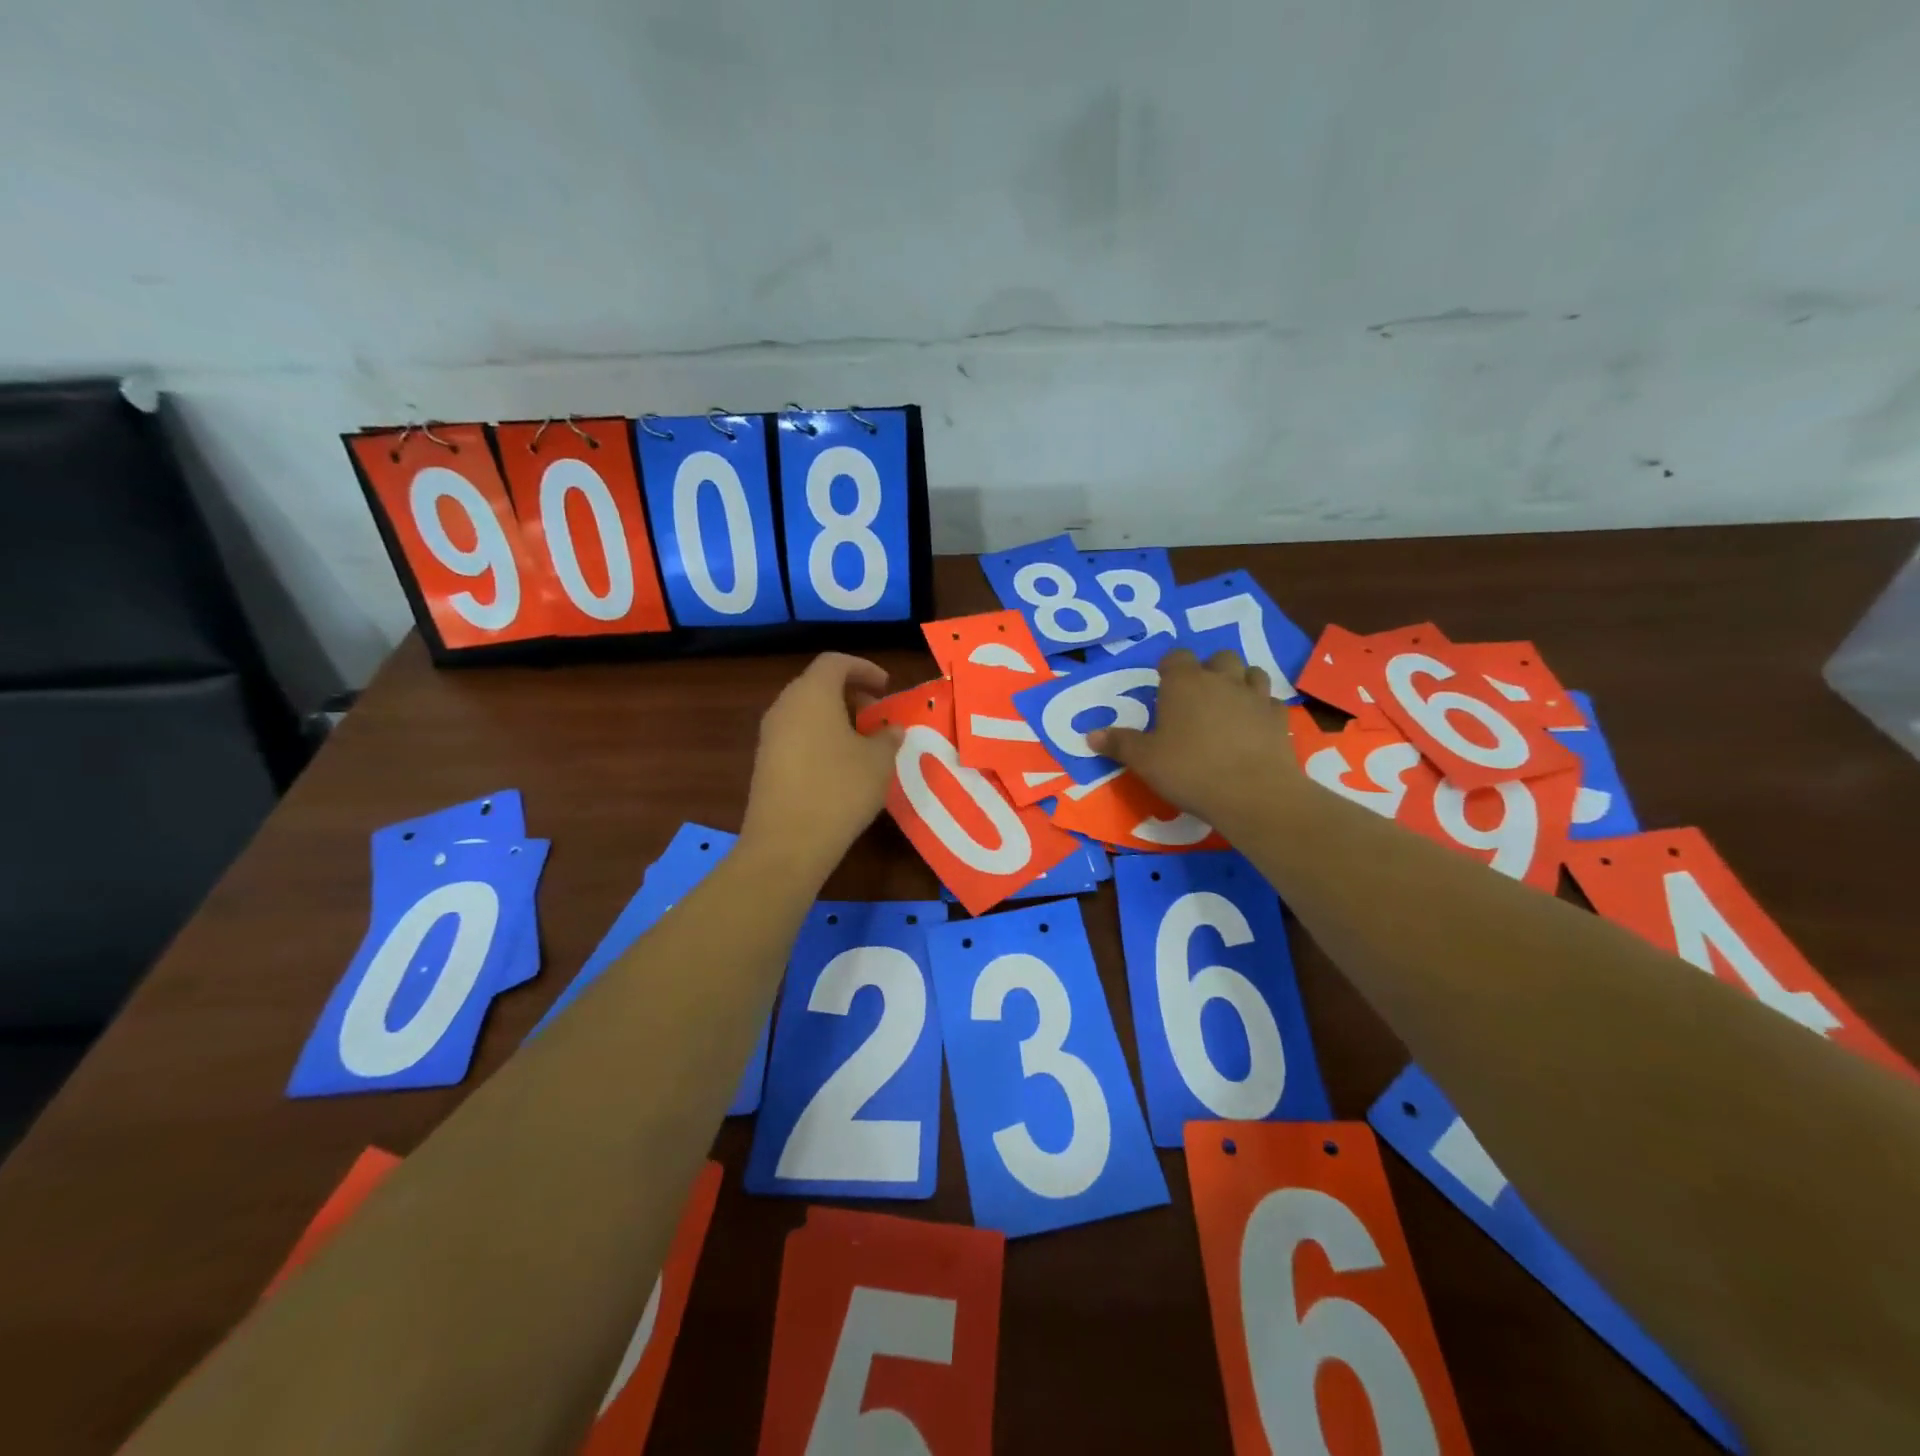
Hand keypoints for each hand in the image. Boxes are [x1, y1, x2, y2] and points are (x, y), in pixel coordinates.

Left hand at [742, 653, 902, 873]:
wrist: (786, 843)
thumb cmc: (839, 790)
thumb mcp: (878, 761)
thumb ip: (888, 738)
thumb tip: (891, 730)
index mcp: (811, 694)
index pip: (835, 662)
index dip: (864, 668)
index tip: (886, 687)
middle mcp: (785, 706)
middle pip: (818, 685)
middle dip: (851, 694)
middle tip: (877, 717)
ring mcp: (769, 736)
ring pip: (806, 711)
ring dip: (835, 718)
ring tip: (863, 743)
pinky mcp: (765, 763)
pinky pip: (796, 736)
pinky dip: (820, 738)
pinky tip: (840, 767)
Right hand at [1088, 648, 1296, 827]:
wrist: (1252, 793)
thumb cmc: (1189, 770)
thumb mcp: (1144, 760)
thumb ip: (1119, 744)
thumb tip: (1091, 735)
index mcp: (1184, 683)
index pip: (1176, 656)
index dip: (1169, 668)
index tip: (1163, 685)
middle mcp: (1221, 680)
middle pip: (1219, 658)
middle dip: (1208, 670)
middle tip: (1196, 696)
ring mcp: (1255, 697)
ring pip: (1251, 672)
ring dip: (1239, 681)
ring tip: (1227, 704)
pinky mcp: (1279, 718)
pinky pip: (1270, 701)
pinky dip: (1260, 708)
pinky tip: (1252, 725)